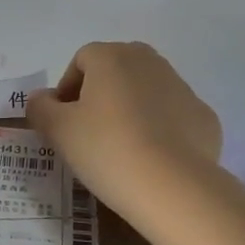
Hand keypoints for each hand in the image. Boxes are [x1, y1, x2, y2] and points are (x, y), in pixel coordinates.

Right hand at [26, 42, 222, 213]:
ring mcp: (182, 87)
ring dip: (130, 109)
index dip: (67, 88)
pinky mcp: (204, 116)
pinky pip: (172, 116)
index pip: (81, 60)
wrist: (174, 187)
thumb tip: (41, 99)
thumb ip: (40, 108)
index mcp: (112, 57)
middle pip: (116, 70)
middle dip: (100, 94)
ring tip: (120, 148)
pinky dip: (159, 129)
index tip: (63, 120)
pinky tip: (151, 159)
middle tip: (89, 131)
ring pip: (146, 91)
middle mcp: (149, 61)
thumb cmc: (107, 149)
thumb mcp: (58, 131)